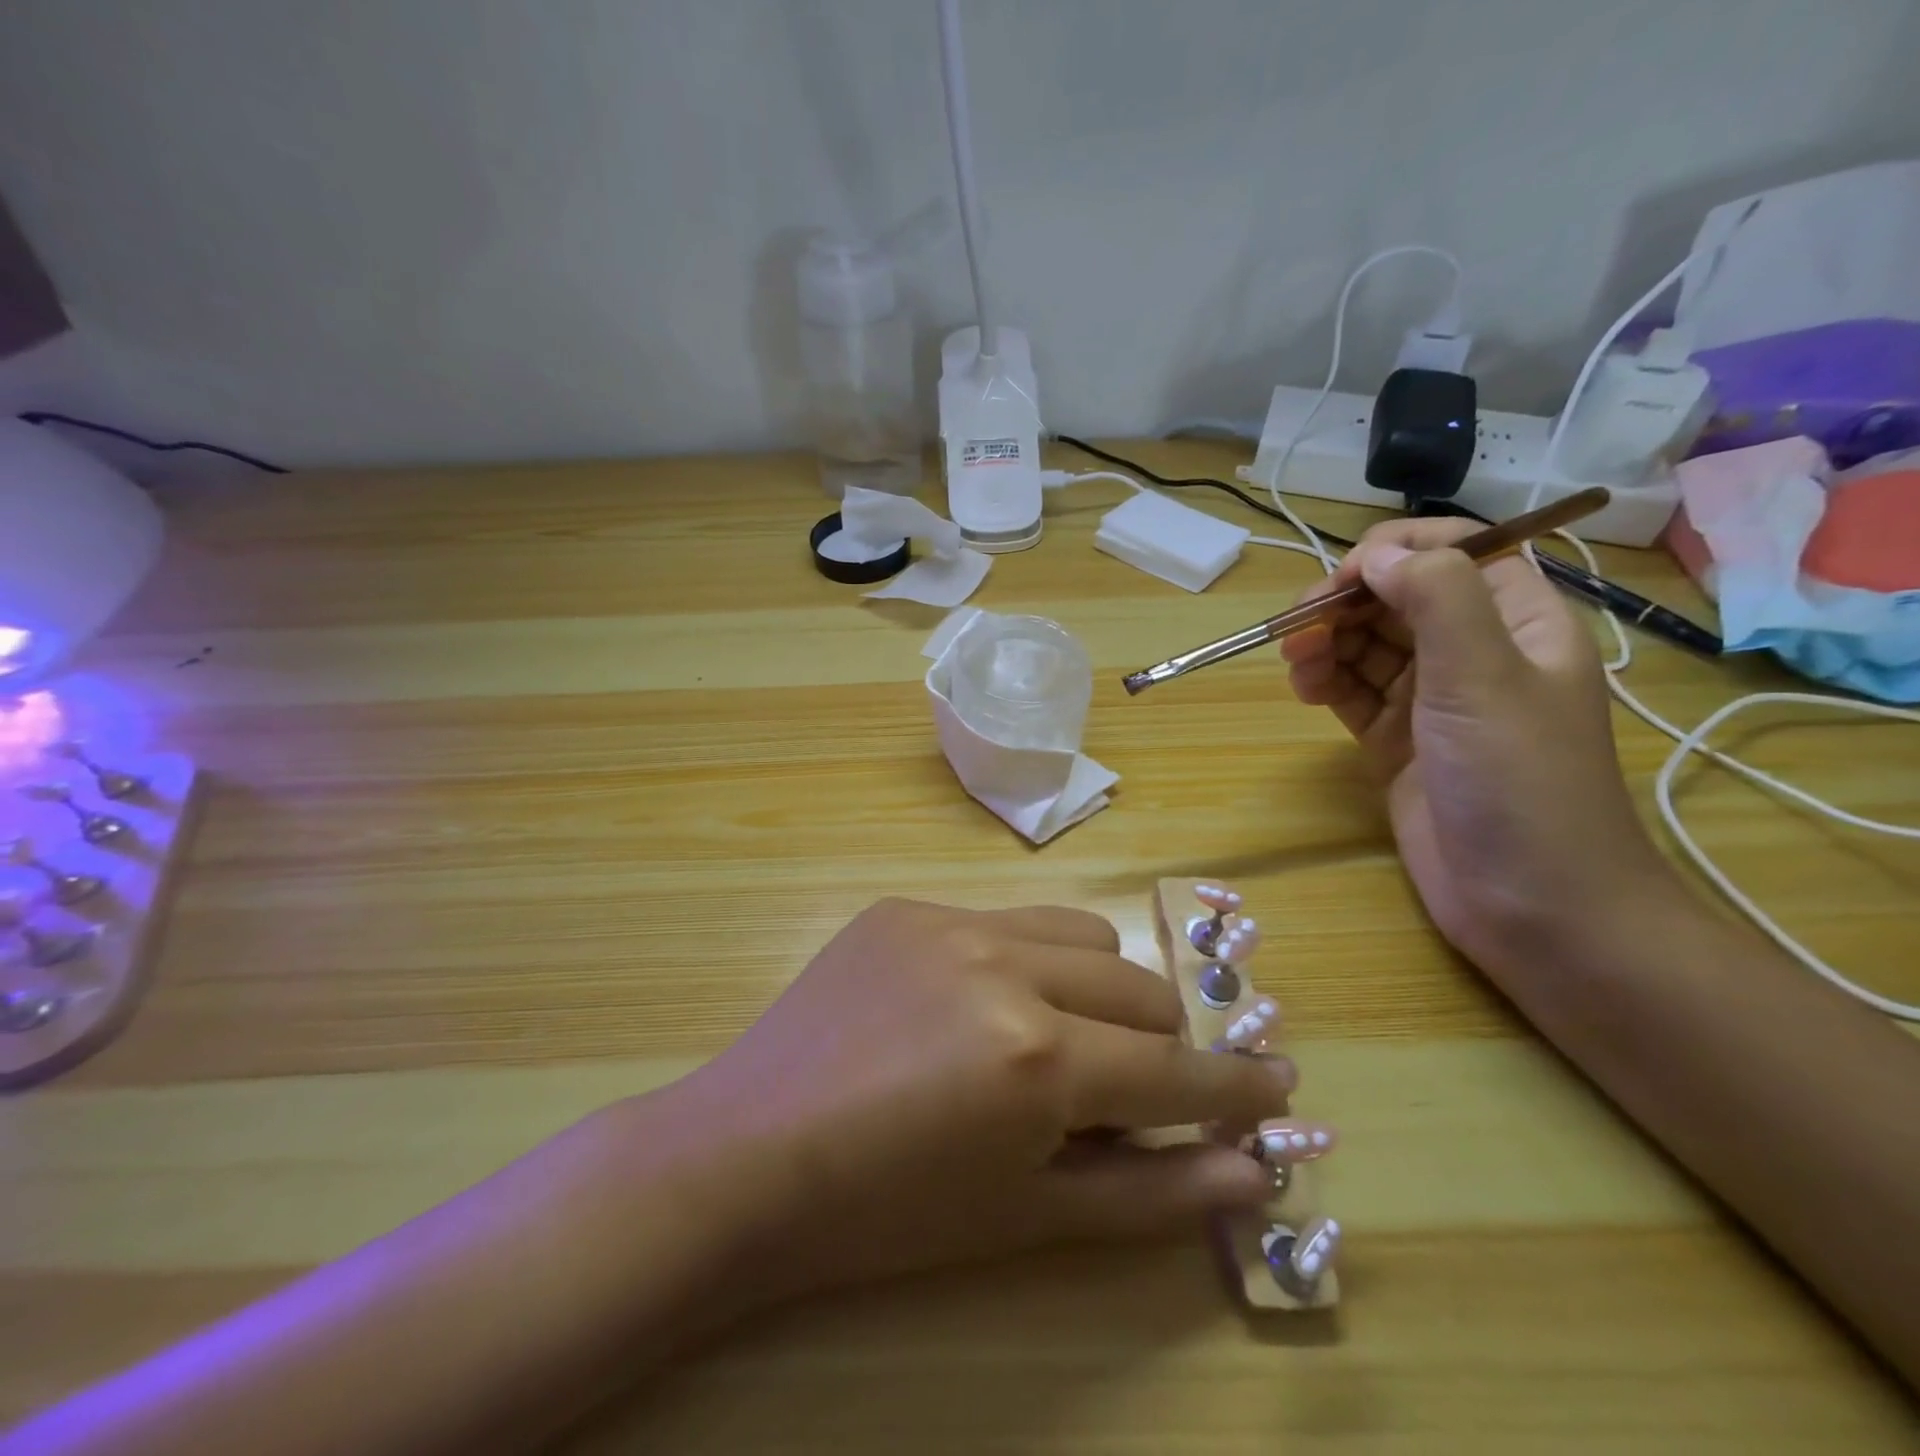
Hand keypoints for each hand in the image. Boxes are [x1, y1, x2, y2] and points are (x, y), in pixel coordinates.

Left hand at [663, 898, 1299, 1300]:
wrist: (747, 1152)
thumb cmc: (887, 1211)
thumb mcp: (1025, 1215)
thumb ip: (1149, 1192)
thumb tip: (1249, 1172)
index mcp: (1038, 1056)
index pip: (1173, 1069)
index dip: (1234, 1087)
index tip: (1275, 1086)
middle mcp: (1005, 966)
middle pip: (1136, 985)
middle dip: (1158, 1041)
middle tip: (1137, 1084)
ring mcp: (950, 921)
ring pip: (1078, 931)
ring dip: (1097, 984)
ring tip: (1062, 1033)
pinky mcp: (905, 904)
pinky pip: (1000, 919)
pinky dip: (1020, 961)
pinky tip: (974, 1006)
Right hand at [1280, 519, 1679, 979]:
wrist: (1532, 903)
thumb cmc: (1520, 781)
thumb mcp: (1484, 677)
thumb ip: (1437, 598)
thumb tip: (1376, 554)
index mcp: (1517, 621)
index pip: (1455, 553)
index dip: (1396, 553)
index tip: (1342, 578)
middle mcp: (1474, 652)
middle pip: (1398, 598)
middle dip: (1345, 603)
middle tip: (1297, 628)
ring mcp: (1432, 700)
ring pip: (1367, 645)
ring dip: (1326, 643)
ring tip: (1296, 666)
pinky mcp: (1397, 741)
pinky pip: (1352, 691)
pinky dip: (1324, 682)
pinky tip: (1304, 690)